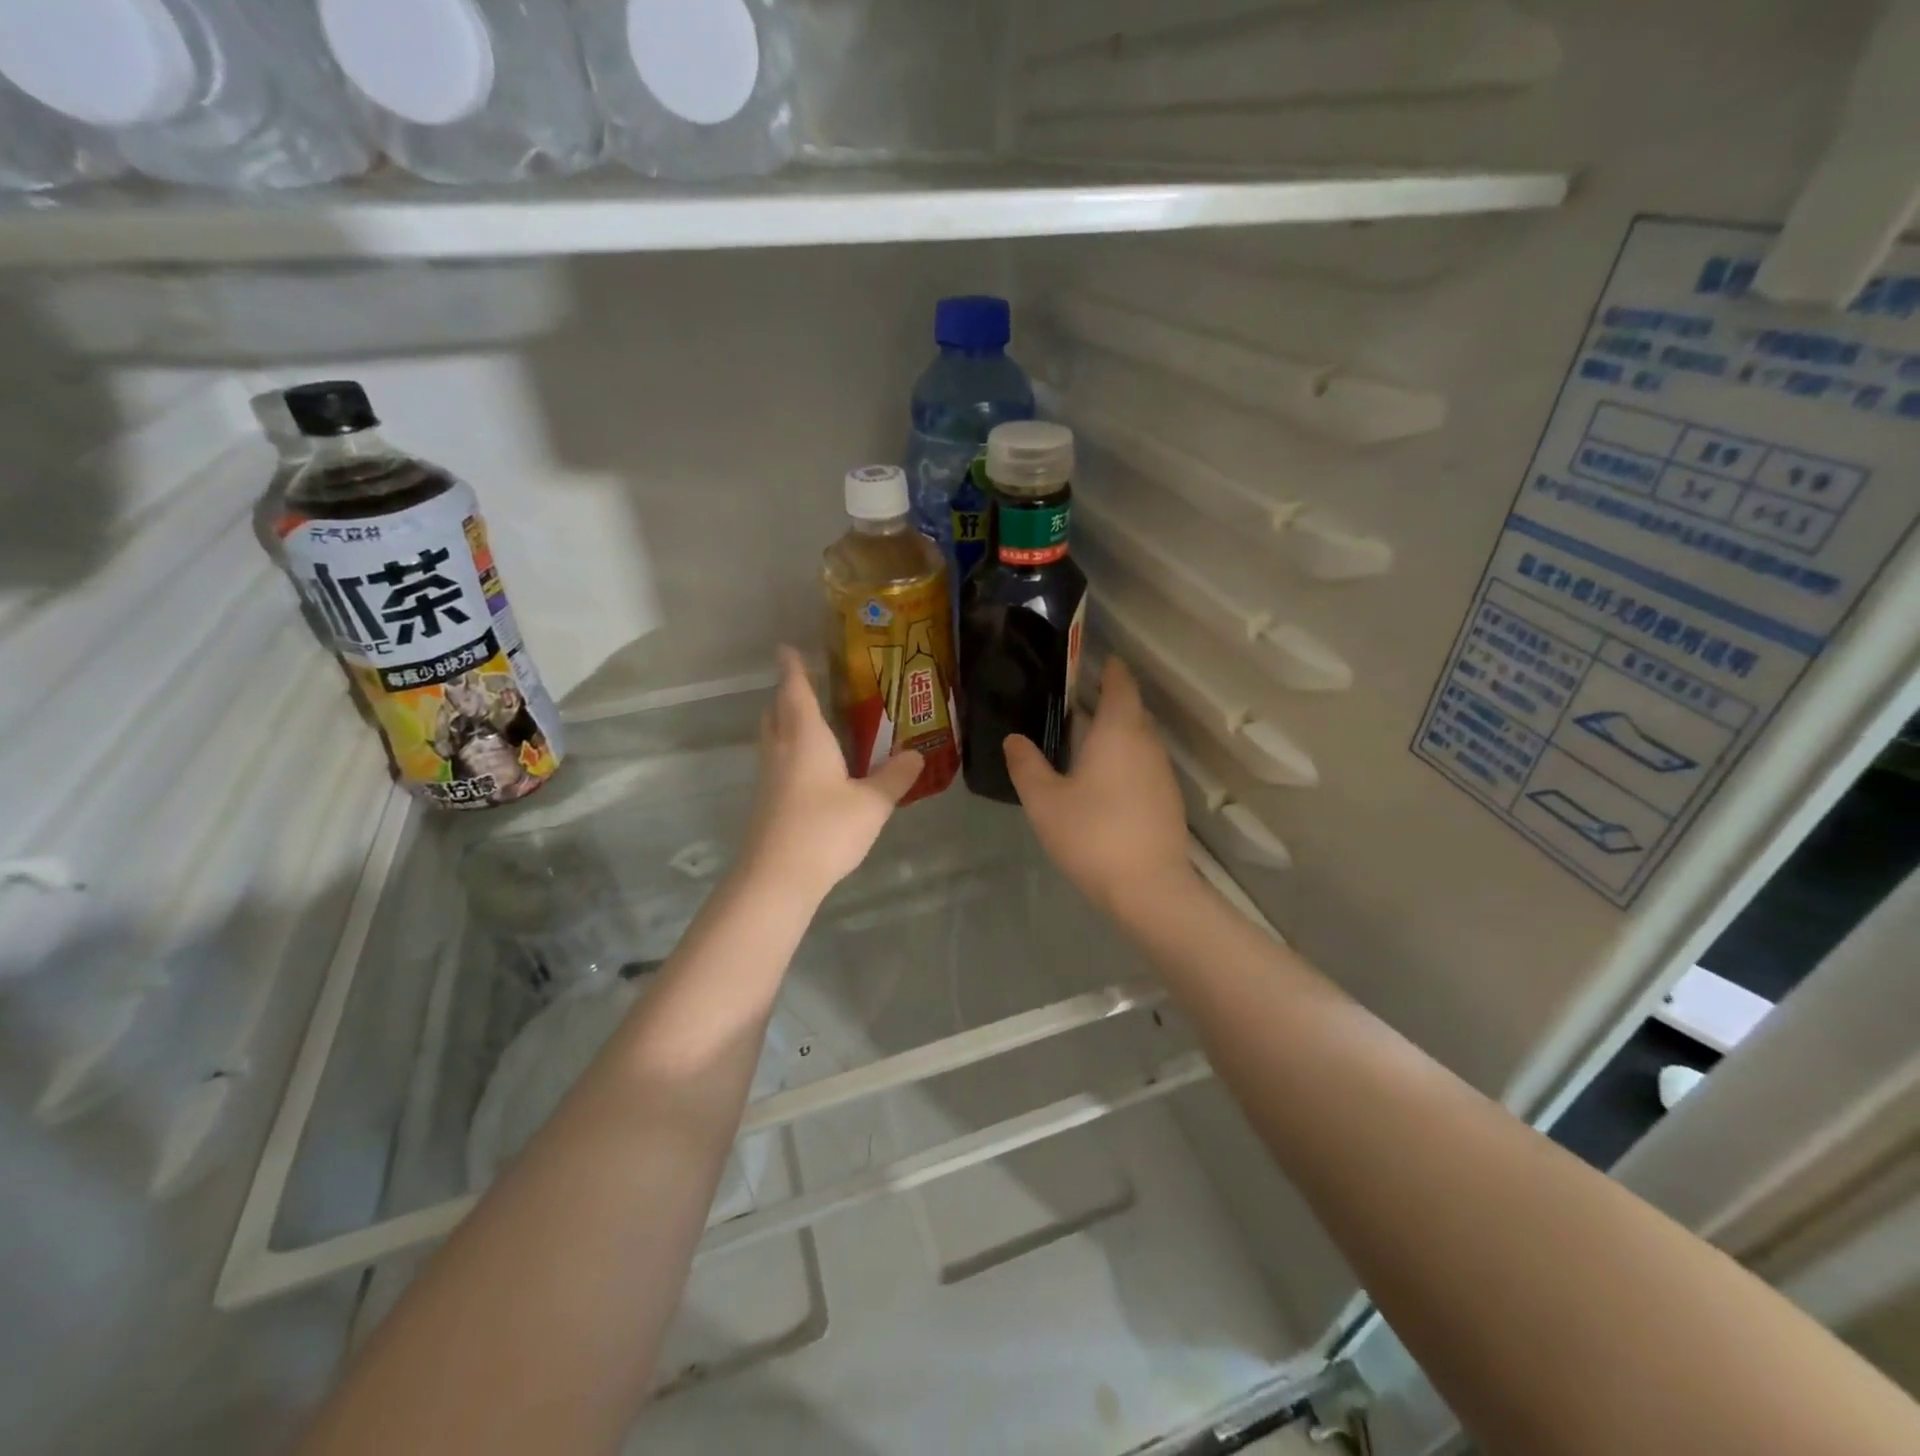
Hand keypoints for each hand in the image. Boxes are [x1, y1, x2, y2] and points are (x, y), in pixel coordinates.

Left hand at [740, 646, 923, 904]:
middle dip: (787, 692)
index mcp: (806, 736)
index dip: (792, 667)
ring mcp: (769, 775)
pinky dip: (788, 748)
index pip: (795, 690)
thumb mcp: (872, 803)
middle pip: (777, 710)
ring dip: (784, 720)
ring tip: (809, 719)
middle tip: (805, 683)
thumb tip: (917, 753)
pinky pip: (776, 759)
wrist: (777, 876)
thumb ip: (895, 776)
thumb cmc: (826, 828)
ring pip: (772, 735)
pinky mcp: (766, 800)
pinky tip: (809, 765)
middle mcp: (782, 748)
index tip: (787, 647)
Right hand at [1004, 657, 1190, 913]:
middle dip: (1109, 702)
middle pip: (1132, 710)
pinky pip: (1144, 764)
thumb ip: (1027, 765)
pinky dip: (1126, 760)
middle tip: (1075, 704)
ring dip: (1117, 734)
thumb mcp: (1044, 801)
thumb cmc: (1092, 834)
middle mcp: (1146, 743)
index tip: (1096, 661)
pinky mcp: (1168, 799)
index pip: (1120, 684)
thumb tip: (1014, 739)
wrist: (1149, 888)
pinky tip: (1104, 782)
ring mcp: (1162, 772)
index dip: (1110, 669)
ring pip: (1140, 739)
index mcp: (1118, 731)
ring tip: (1085, 742)